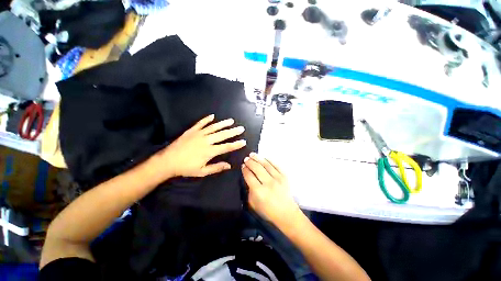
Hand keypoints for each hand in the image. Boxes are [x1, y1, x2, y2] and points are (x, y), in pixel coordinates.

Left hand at [160, 114, 245, 177]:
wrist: (170, 160)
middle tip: (241, 128)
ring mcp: (198, 134)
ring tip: (231, 121)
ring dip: (223, 123)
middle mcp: (206, 140)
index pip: (226, 147)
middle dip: (233, 131)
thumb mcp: (202, 171)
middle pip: (222, 135)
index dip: (236, 144)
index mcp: (210, 151)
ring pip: (213, 127)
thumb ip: (216, 168)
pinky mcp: (191, 130)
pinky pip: (201, 123)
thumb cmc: (186, 168)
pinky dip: (207, 119)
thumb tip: (229, 165)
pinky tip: (212, 116)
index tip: (243, 141)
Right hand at [242, 153, 300, 225]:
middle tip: (246, 159)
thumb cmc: (268, 211)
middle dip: (250, 162)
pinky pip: (276, 166)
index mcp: (258, 191)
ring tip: (253, 155)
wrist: (286, 213)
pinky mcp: (285, 177)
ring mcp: (278, 179)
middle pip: (257, 168)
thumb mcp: (253, 204)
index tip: (242, 166)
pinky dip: (270, 161)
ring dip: (258, 159)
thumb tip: (248, 180)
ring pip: (266, 165)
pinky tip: (265, 158)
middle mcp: (268, 183)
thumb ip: (249, 191)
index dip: (245, 170)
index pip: (249, 176)